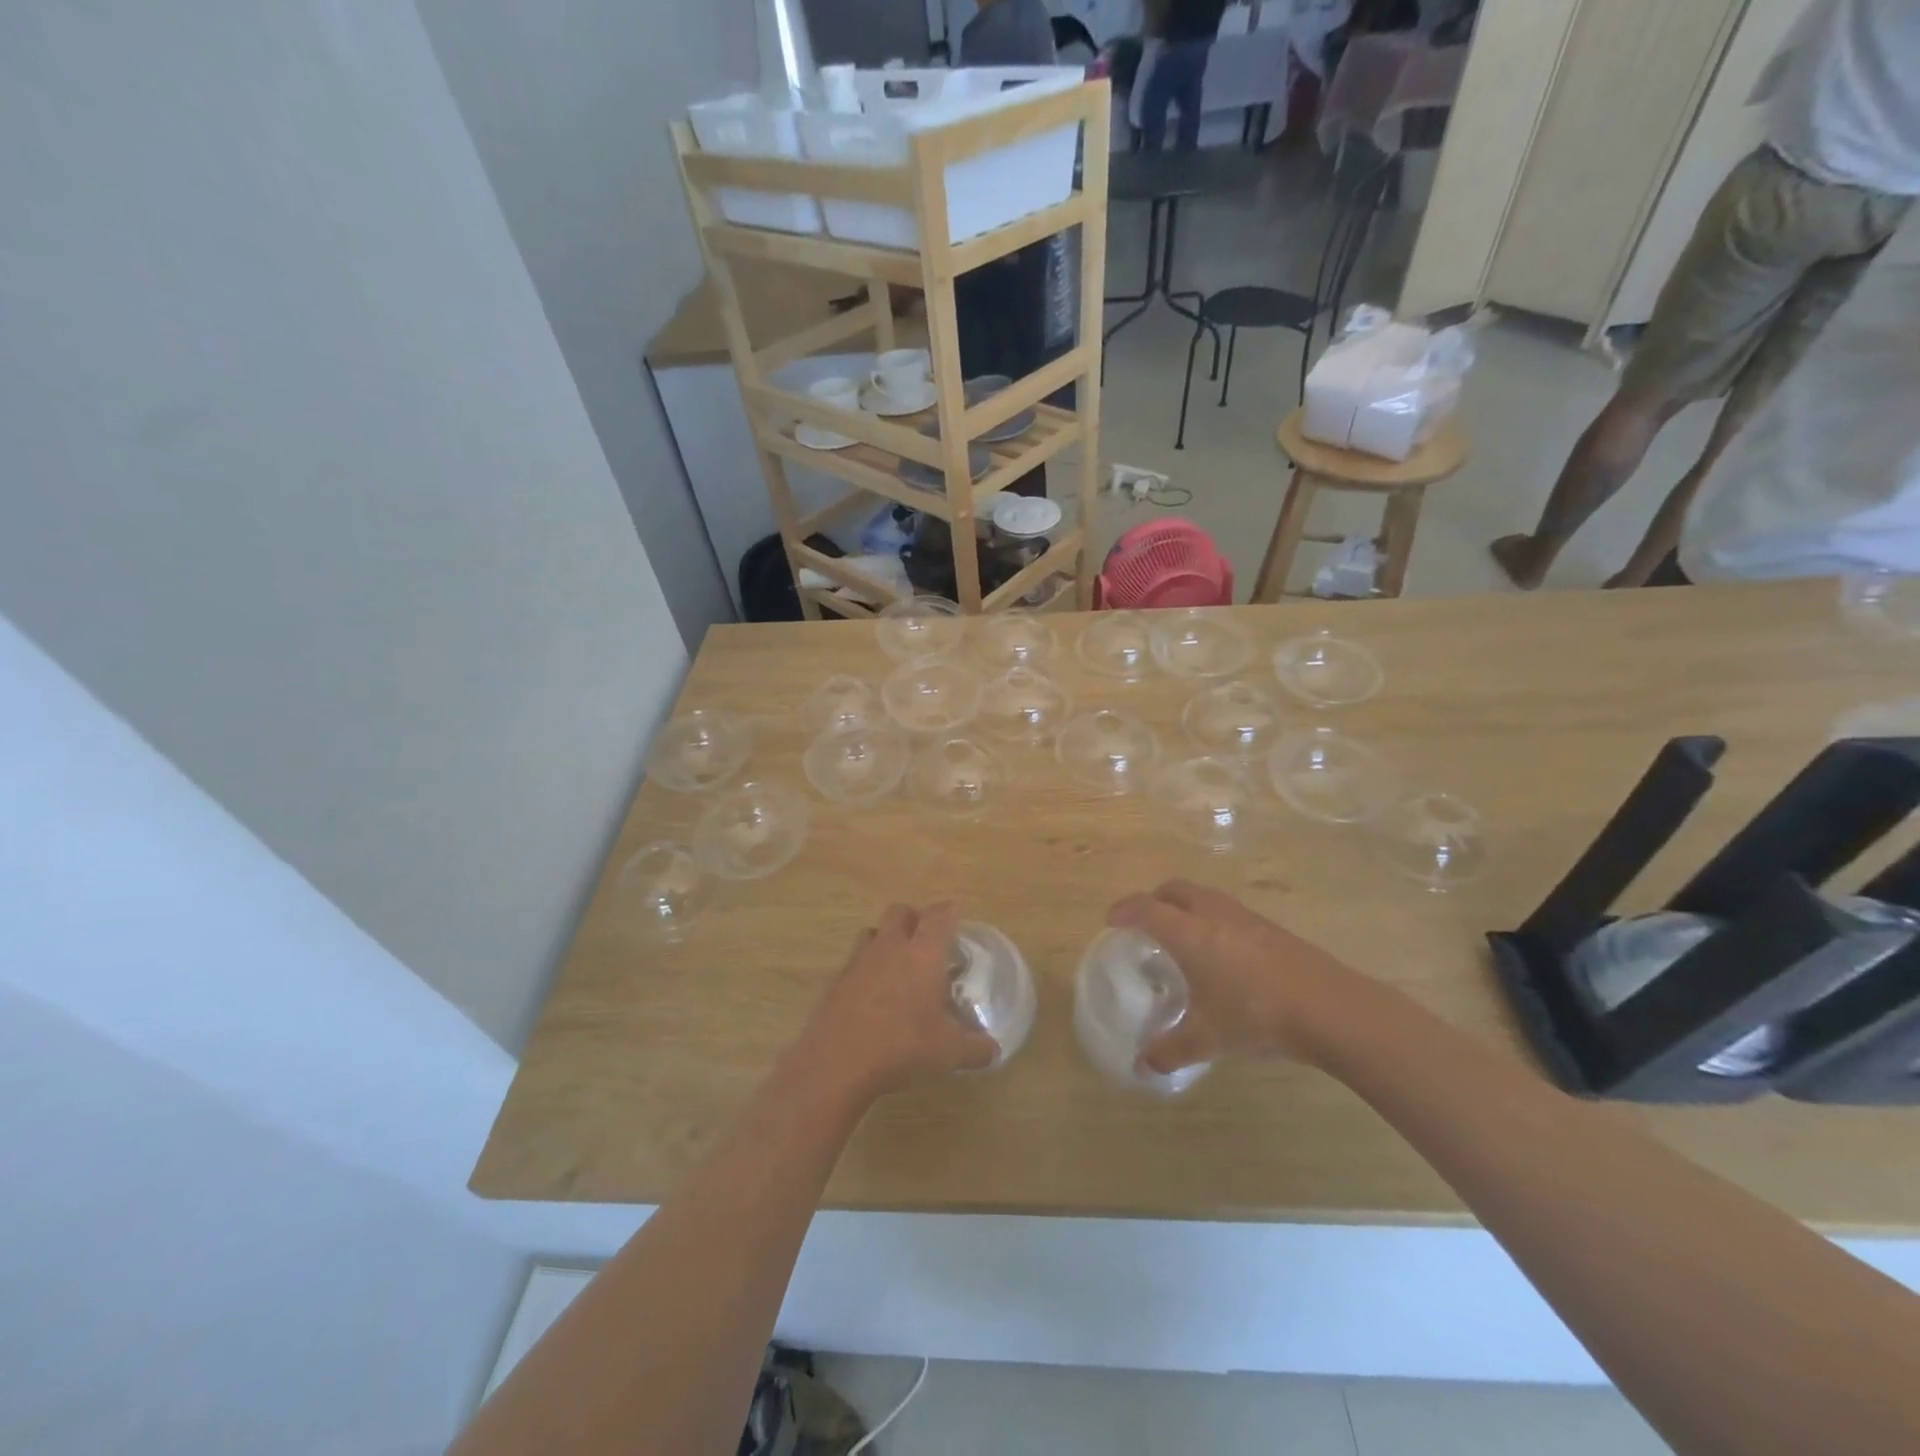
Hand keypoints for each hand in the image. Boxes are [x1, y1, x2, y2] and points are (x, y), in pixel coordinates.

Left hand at [798, 903, 1000, 1100]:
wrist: (839, 1062)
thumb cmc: (902, 1046)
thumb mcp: (949, 1053)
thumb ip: (976, 1048)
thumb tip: (994, 1050)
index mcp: (922, 954)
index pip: (939, 917)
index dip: (949, 910)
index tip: (956, 911)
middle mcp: (890, 947)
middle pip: (901, 912)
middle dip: (915, 918)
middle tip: (926, 937)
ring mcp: (859, 961)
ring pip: (873, 931)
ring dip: (886, 937)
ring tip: (897, 961)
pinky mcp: (837, 980)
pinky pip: (855, 960)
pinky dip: (866, 967)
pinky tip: (873, 993)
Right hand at [1107, 881, 1369, 1075]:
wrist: (1331, 1009)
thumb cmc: (1257, 1017)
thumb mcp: (1208, 1039)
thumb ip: (1171, 1049)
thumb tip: (1141, 1066)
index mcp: (1190, 933)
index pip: (1147, 908)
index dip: (1125, 910)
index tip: (1111, 921)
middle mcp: (1214, 915)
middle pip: (1175, 890)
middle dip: (1154, 900)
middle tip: (1144, 923)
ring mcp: (1246, 918)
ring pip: (1205, 897)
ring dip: (1186, 907)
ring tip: (1182, 936)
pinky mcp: (1271, 928)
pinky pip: (1228, 911)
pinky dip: (1212, 920)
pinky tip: (1221, 954)